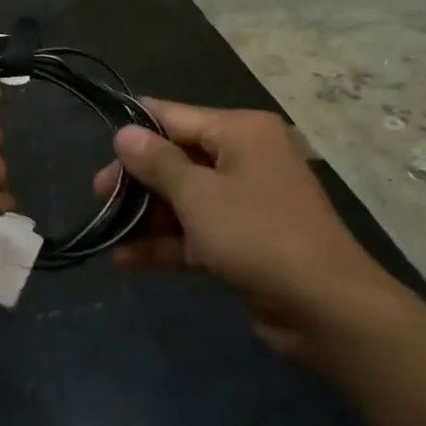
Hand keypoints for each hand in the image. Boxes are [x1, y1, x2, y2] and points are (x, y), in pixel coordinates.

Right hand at [94, 101, 402, 359]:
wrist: (326, 308)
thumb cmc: (258, 235)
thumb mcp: (199, 195)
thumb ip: (157, 163)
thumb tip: (124, 131)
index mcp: (241, 132)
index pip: (176, 117)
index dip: (137, 131)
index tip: (100, 149)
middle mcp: (245, 158)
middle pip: (178, 158)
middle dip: (138, 179)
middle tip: (99, 196)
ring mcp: (246, 202)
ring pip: (185, 198)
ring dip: (148, 215)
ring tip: (107, 231)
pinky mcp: (244, 241)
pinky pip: (197, 232)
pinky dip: (166, 242)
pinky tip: (126, 259)